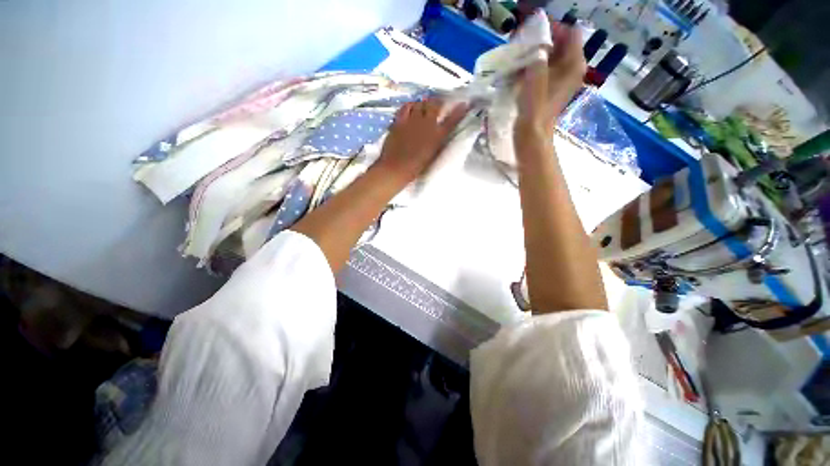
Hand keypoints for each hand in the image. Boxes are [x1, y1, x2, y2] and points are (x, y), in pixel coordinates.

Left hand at [373, 98, 467, 186]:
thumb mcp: (432, 156)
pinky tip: (410, 107)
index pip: (452, 120)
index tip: (464, 104)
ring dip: (423, 103)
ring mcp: (412, 121)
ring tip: (424, 106)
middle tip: (438, 104)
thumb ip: (437, 144)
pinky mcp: (399, 121)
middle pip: (434, 105)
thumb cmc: (416, 168)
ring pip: (420, 103)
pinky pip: (405, 107)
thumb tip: (440, 135)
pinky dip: (410, 105)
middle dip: (438, 102)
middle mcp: (426, 124)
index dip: (459, 111)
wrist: (396, 168)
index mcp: (437, 136)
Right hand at [515, 19, 585, 138]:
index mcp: (574, 64)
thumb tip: (537, 42)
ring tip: (517, 55)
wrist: (531, 137)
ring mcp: (560, 79)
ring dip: (534, 53)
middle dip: (541, 40)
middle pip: (560, 43)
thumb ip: (538, 56)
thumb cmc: (535, 111)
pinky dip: (532, 65)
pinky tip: (519, 69)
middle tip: (521, 43)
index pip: (570, 32)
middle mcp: (571, 69)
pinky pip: (543, 68)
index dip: (552, 29)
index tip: (531, 33)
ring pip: (550, 56)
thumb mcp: (536, 79)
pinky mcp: (549, 89)